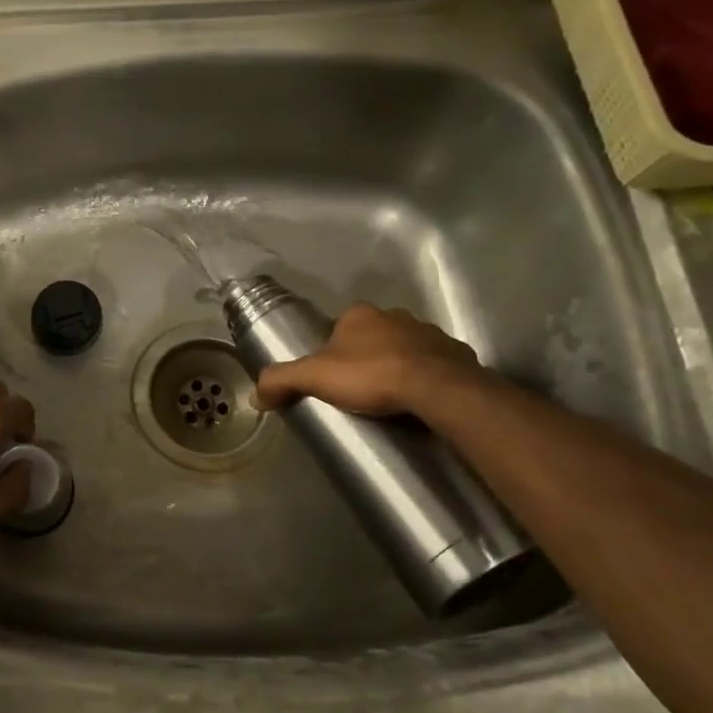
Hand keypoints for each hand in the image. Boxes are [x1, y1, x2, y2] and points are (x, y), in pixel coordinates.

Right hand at [254, 303, 487, 418]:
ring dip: (398, 364)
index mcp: (359, 314)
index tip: (333, 375)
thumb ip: (282, 380)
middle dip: (367, 356)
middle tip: (360, 388)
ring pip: (406, 347)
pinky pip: (436, 363)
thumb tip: (255, 395)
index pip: (340, 327)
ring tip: (391, 397)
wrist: (436, 388)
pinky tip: (422, 398)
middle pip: (373, 335)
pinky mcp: (457, 353)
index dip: (334, 349)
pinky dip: (428, 376)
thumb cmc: (371, 376)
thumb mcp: (314, 378)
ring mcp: (429, 332)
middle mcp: (394, 315)